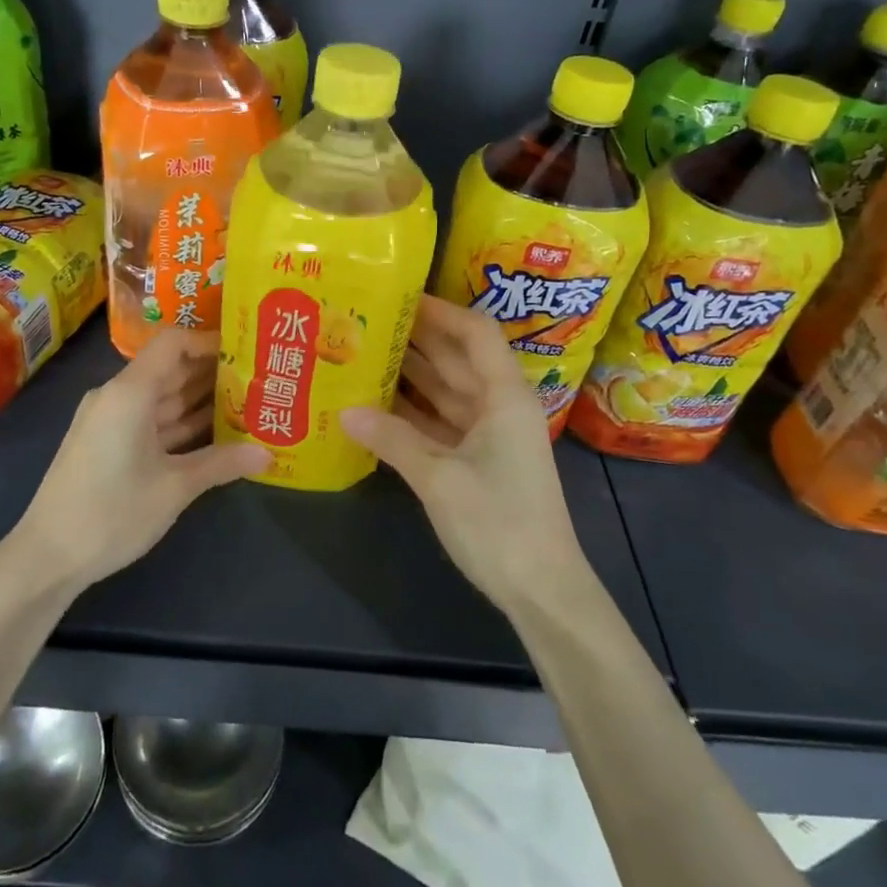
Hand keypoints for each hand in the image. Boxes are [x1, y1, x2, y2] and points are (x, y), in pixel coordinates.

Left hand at [9, 330, 269, 591]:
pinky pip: (151, 421)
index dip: (209, 341)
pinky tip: (216, 433)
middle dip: (213, 372)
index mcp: (130, 392)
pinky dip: (181, 423)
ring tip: (247, 401)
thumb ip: (221, 464)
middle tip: (258, 377)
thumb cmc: (111, 513)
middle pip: (170, 369)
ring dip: (200, 400)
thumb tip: (267, 454)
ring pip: (163, 398)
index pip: (173, 343)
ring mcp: (110, 421)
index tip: (246, 350)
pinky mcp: (107, 443)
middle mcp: (118, 396)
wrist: (47, 557)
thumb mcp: (174, 488)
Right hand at [341, 296, 586, 616]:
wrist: (541, 589)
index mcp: (504, 396)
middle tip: (367, 321)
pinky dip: (412, 414)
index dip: (441, 311)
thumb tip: (345, 411)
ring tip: (363, 353)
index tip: (400, 297)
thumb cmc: (499, 522)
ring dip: (410, 375)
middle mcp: (498, 407)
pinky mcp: (477, 462)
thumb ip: (392, 439)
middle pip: (456, 359)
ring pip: (445, 392)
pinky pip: (440, 424)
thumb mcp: (439, 478)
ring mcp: (488, 435)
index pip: (475, 333)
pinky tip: (376, 404)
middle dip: (416, 339)